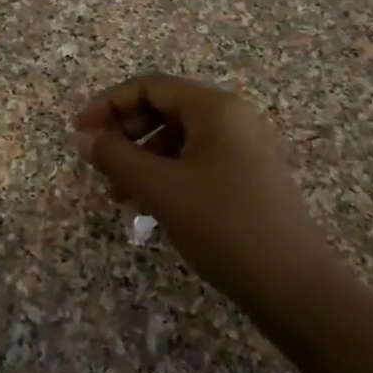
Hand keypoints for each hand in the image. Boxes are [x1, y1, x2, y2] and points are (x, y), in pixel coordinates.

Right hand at [72, 74, 328, 305]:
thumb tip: (80, 138)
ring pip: (179, 136)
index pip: (150, 87)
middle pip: (165, 107)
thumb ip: (115, 157)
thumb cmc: (223, 225)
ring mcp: (245, 147)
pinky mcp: (249, 175)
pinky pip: (197, 158)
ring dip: (143, 155)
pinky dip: (167, 172)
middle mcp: (233, 117)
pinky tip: (150, 203)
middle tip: (99, 162)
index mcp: (216, 108)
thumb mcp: (161, 189)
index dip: (108, 104)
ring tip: (120, 192)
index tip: (78, 132)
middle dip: (125, 131)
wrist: (294, 286)